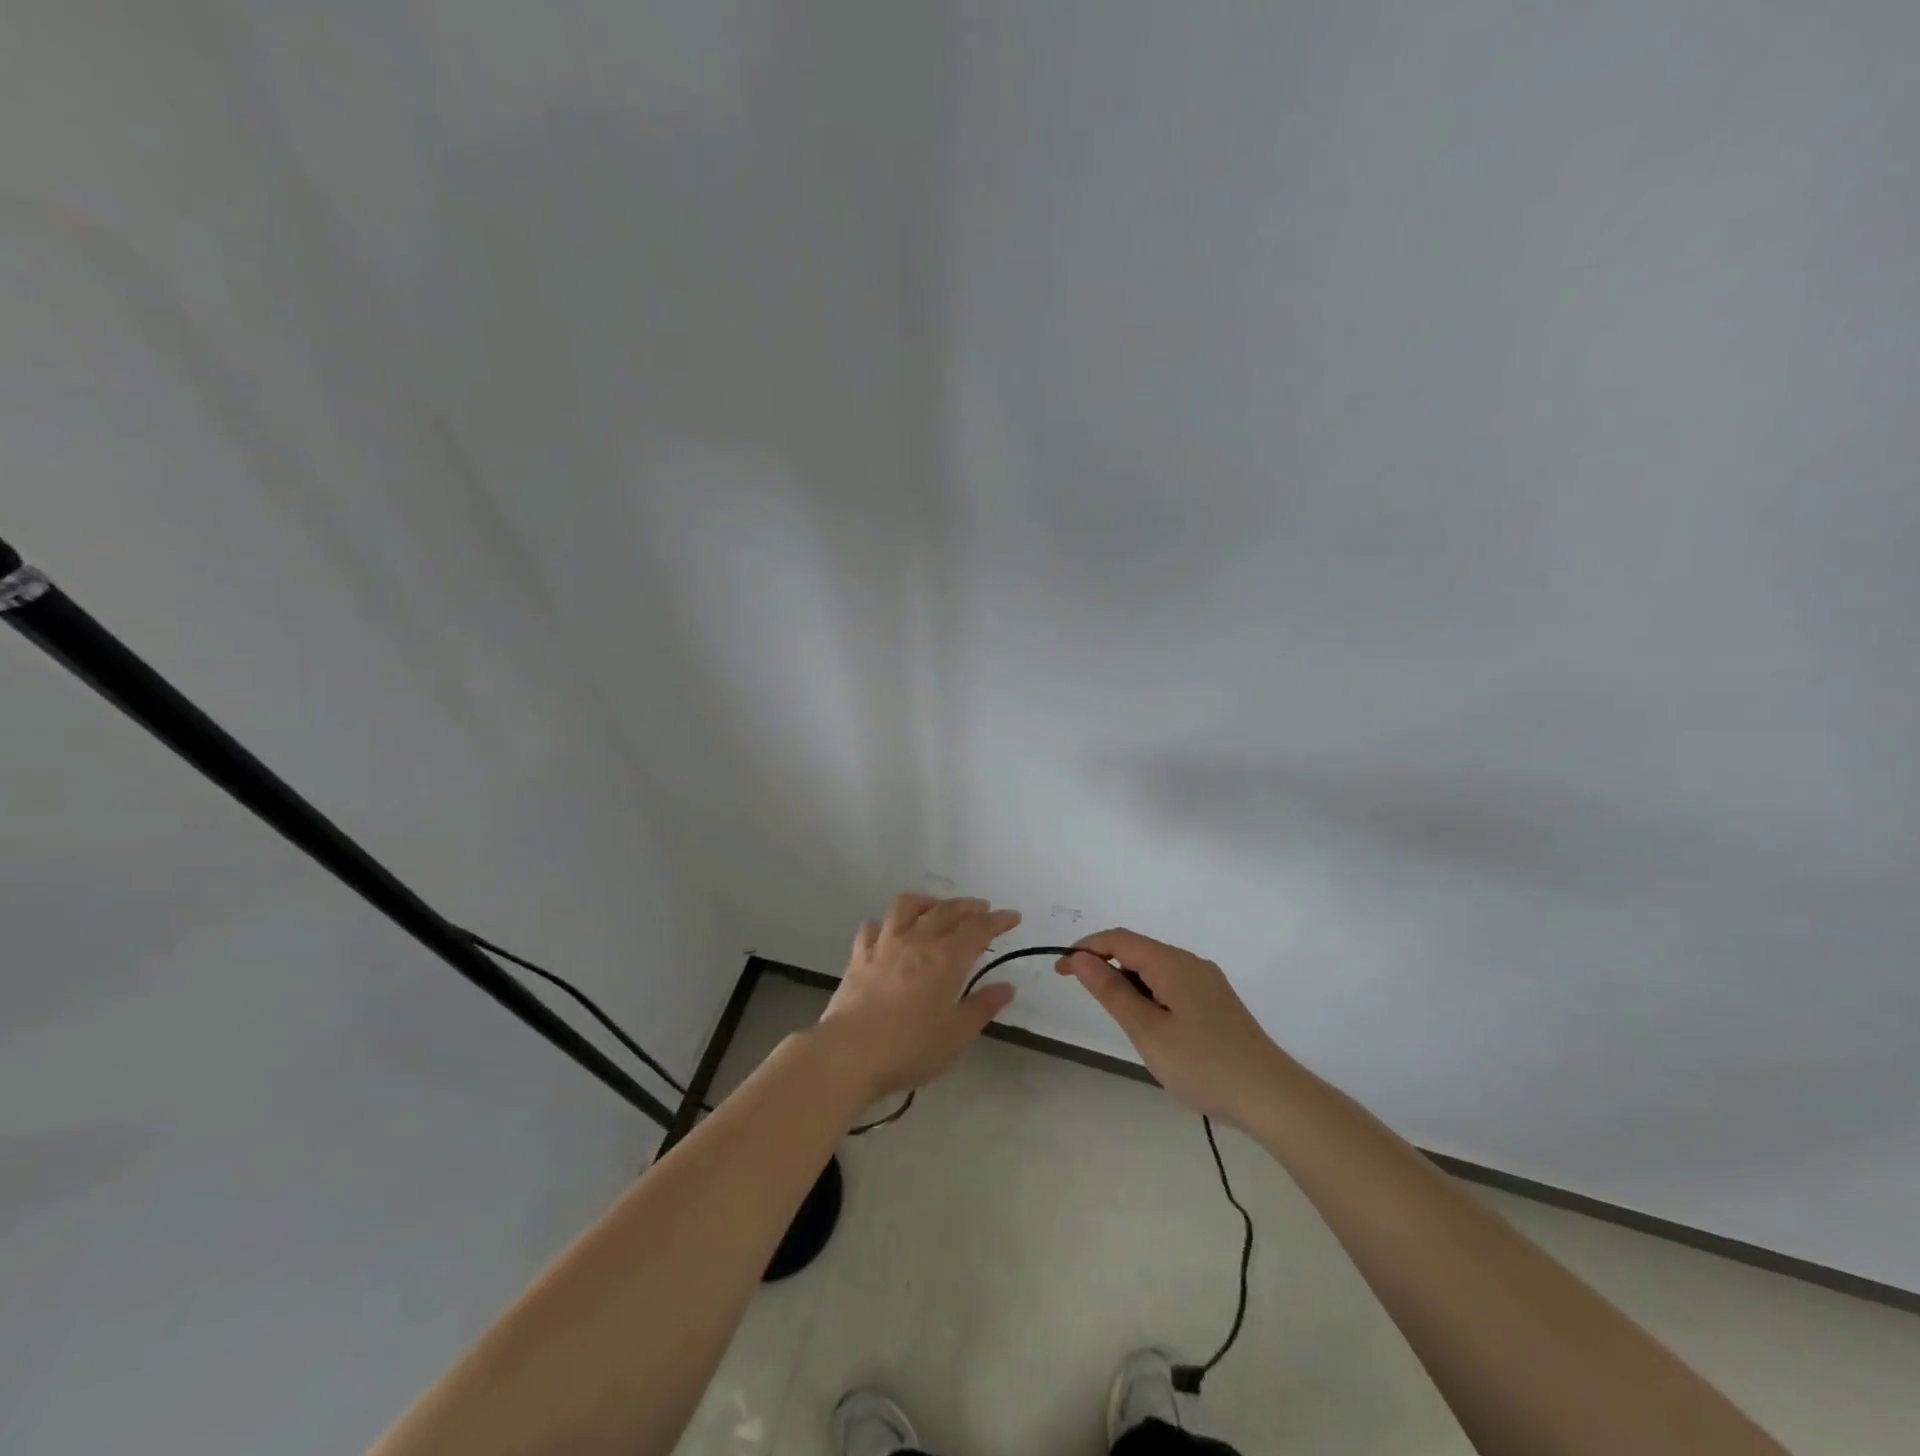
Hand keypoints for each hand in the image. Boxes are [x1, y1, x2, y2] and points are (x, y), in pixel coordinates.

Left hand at [818, 893, 1020, 1099]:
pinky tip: (890, 931)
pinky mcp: (859, 956)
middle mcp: (917, 941)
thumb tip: (1007, 987)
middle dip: (968, 906)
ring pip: (907, 906)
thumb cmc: (909, 1048)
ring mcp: (884, 945)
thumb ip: (982, 1007)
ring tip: (936, 908)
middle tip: (982, 909)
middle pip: (946, 911)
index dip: (998, 920)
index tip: (1012, 917)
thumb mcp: (956, 1035)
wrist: (849, 1054)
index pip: (978, 929)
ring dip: (927, 901)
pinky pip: (872, 927)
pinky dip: (885, 924)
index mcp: (945, 959)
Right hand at [1057, 928, 1291, 1124]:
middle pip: (1137, 949)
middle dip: (1104, 964)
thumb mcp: (1147, 1031)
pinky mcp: (1216, 1002)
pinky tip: (1150, 1024)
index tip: (1059, 971)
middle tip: (1083, 996)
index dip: (1085, 948)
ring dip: (1127, 982)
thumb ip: (1111, 991)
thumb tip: (1080, 958)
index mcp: (1172, 963)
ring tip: (1119, 1018)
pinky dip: (1149, 994)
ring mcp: (1207, 982)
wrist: (1271, 1097)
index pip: (1118, 939)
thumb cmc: (1203, 1064)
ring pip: (1155, 968)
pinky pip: (1171, 984)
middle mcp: (1190, 962)